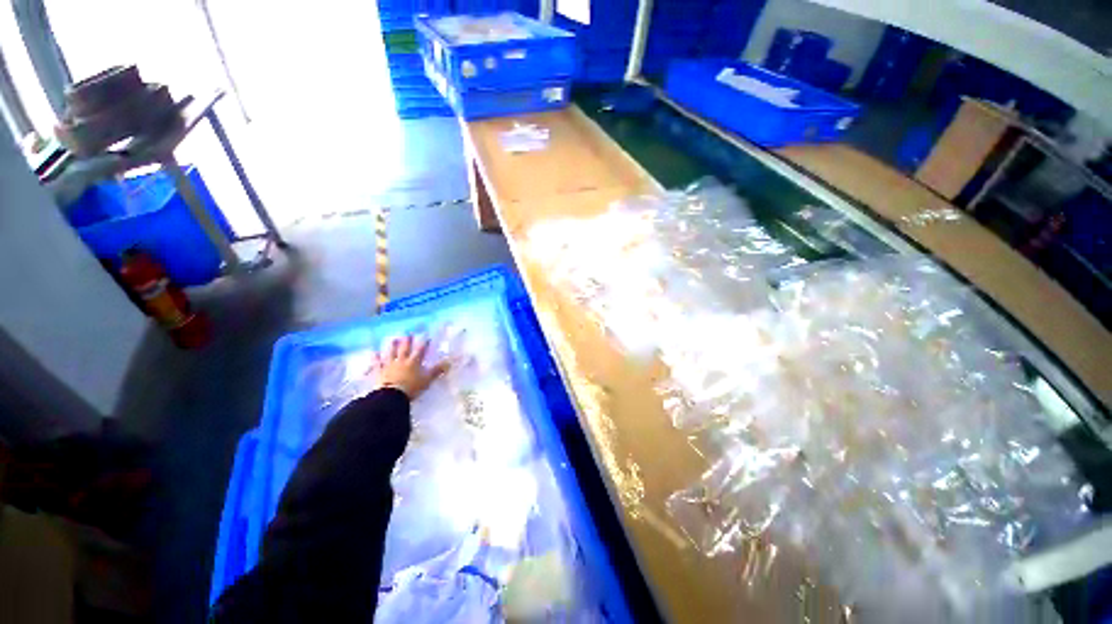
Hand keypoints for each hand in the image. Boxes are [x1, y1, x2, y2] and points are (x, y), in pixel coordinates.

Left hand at [370, 335, 448, 399]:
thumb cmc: (412, 387)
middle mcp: (402, 360)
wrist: (391, 396)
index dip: (424, 343)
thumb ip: (437, 371)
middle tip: (408, 333)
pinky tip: (373, 352)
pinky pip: (377, 363)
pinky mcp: (379, 372)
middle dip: (407, 341)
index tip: (426, 336)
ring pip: (391, 353)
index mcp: (414, 362)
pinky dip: (375, 358)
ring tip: (393, 339)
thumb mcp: (427, 380)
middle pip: (405, 349)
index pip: (420, 350)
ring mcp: (389, 365)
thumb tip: (450, 362)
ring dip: (392, 346)